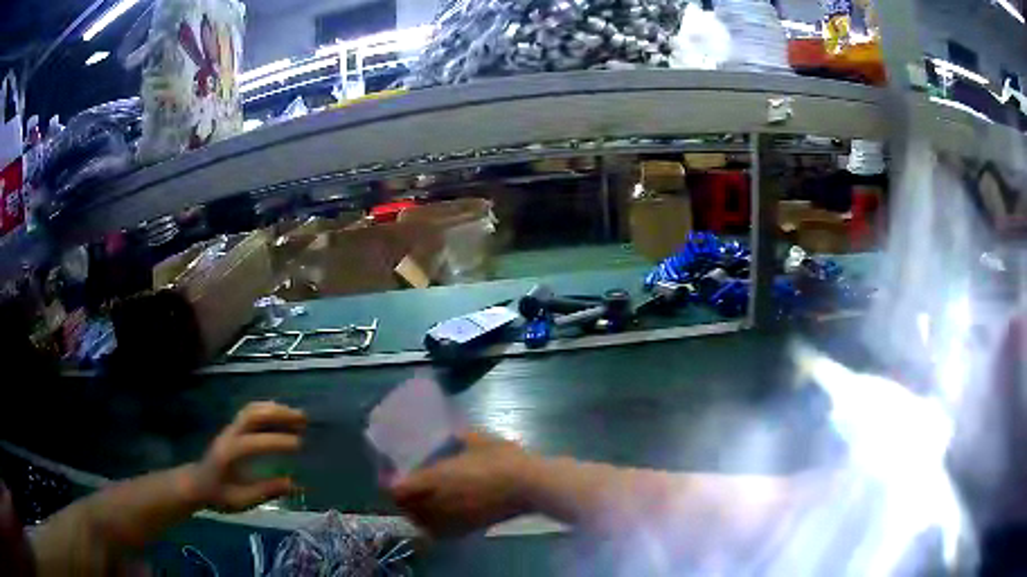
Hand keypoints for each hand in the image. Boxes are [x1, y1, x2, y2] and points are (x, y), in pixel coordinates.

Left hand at [188, 401, 306, 512]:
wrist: (197, 483)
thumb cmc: (219, 495)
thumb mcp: (242, 499)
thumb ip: (266, 490)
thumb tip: (294, 483)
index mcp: (230, 453)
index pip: (255, 442)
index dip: (278, 441)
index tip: (300, 445)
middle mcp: (230, 435)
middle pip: (253, 415)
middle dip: (279, 414)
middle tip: (303, 419)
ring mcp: (230, 429)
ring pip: (252, 410)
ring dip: (275, 409)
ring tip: (297, 415)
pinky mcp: (233, 429)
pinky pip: (251, 413)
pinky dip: (268, 410)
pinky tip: (282, 416)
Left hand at [389, 432, 535, 536]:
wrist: (528, 486)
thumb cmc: (503, 459)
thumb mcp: (478, 438)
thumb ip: (459, 434)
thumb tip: (452, 431)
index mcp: (436, 478)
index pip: (398, 490)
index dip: (389, 483)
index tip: (391, 475)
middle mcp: (437, 501)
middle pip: (405, 508)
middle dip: (401, 498)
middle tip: (404, 486)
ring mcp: (452, 518)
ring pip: (421, 522)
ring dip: (414, 512)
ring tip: (419, 502)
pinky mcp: (467, 528)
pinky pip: (439, 532)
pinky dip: (432, 526)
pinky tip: (438, 516)